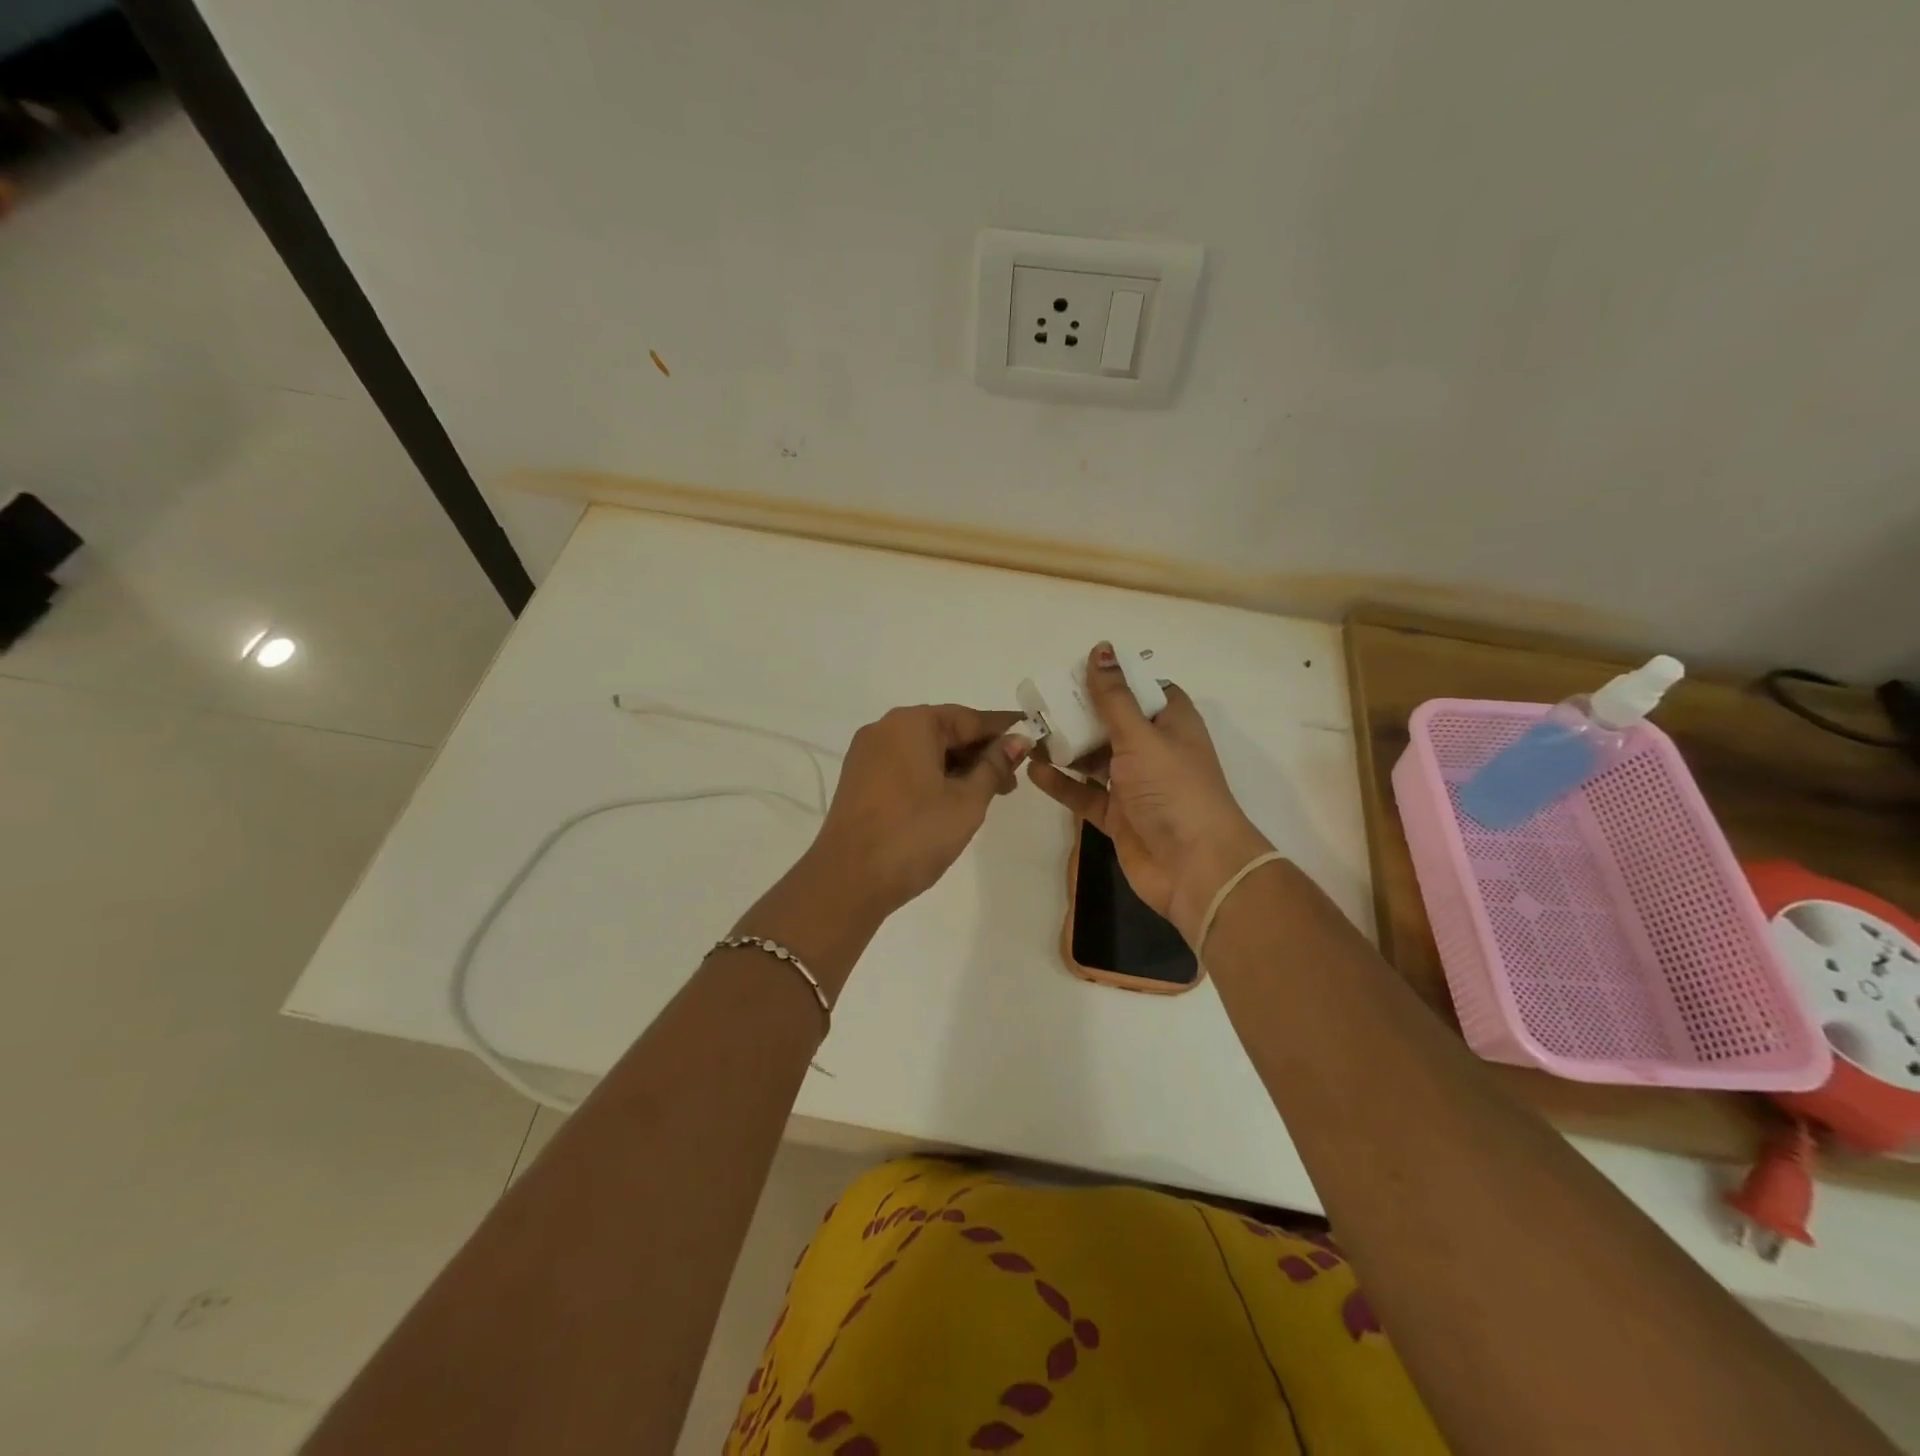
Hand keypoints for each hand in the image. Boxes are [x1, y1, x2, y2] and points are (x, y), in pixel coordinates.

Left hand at [806, 704, 1028, 916]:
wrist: (848, 879)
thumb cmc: (914, 834)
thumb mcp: (966, 801)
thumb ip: (994, 767)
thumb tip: (1017, 741)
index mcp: (912, 723)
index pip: (969, 718)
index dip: (1003, 731)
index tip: (1034, 739)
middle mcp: (885, 728)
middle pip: (944, 731)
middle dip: (980, 753)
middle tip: (1012, 781)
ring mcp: (867, 754)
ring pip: (924, 751)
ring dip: (957, 767)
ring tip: (987, 795)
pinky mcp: (859, 780)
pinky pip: (905, 766)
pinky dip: (932, 777)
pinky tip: (952, 800)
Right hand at [1028, 644, 1272, 943]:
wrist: (1196, 868)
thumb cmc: (1174, 790)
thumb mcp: (1141, 736)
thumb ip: (1114, 698)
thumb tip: (1101, 648)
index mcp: (1172, 723)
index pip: (1144, 689)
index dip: (1115, 678)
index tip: (1078, 670)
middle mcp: (1154, 750)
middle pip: (1113, 723)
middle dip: (1079, 713)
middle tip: (1040, 701)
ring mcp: (1136, 785)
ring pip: (1095, 759)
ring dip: (1066, 747)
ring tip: (1029, 733)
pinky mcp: (1119, 816)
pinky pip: (1085, 793)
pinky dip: (1063, 782)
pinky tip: (1034, 770)